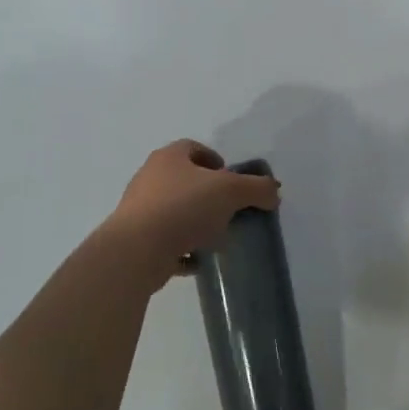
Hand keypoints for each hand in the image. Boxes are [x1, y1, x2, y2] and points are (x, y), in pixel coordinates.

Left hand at [98, 140, 280, 286]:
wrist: (136, 250)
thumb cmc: (184, 207)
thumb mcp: (231, 191)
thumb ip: (257, 188)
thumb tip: (274, 191)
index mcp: (169, 157)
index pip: (193, 148)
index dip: (214, 160)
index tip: (230, 179)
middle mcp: (150, 178)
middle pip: (183, 180)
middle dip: (207, 194)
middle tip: (228, 210)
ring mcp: (139, 210)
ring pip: (173, 211)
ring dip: (194, 223)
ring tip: (216, 238)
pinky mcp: (134, 240)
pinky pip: (165, 241)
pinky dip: (182, 249)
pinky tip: (198, 261)